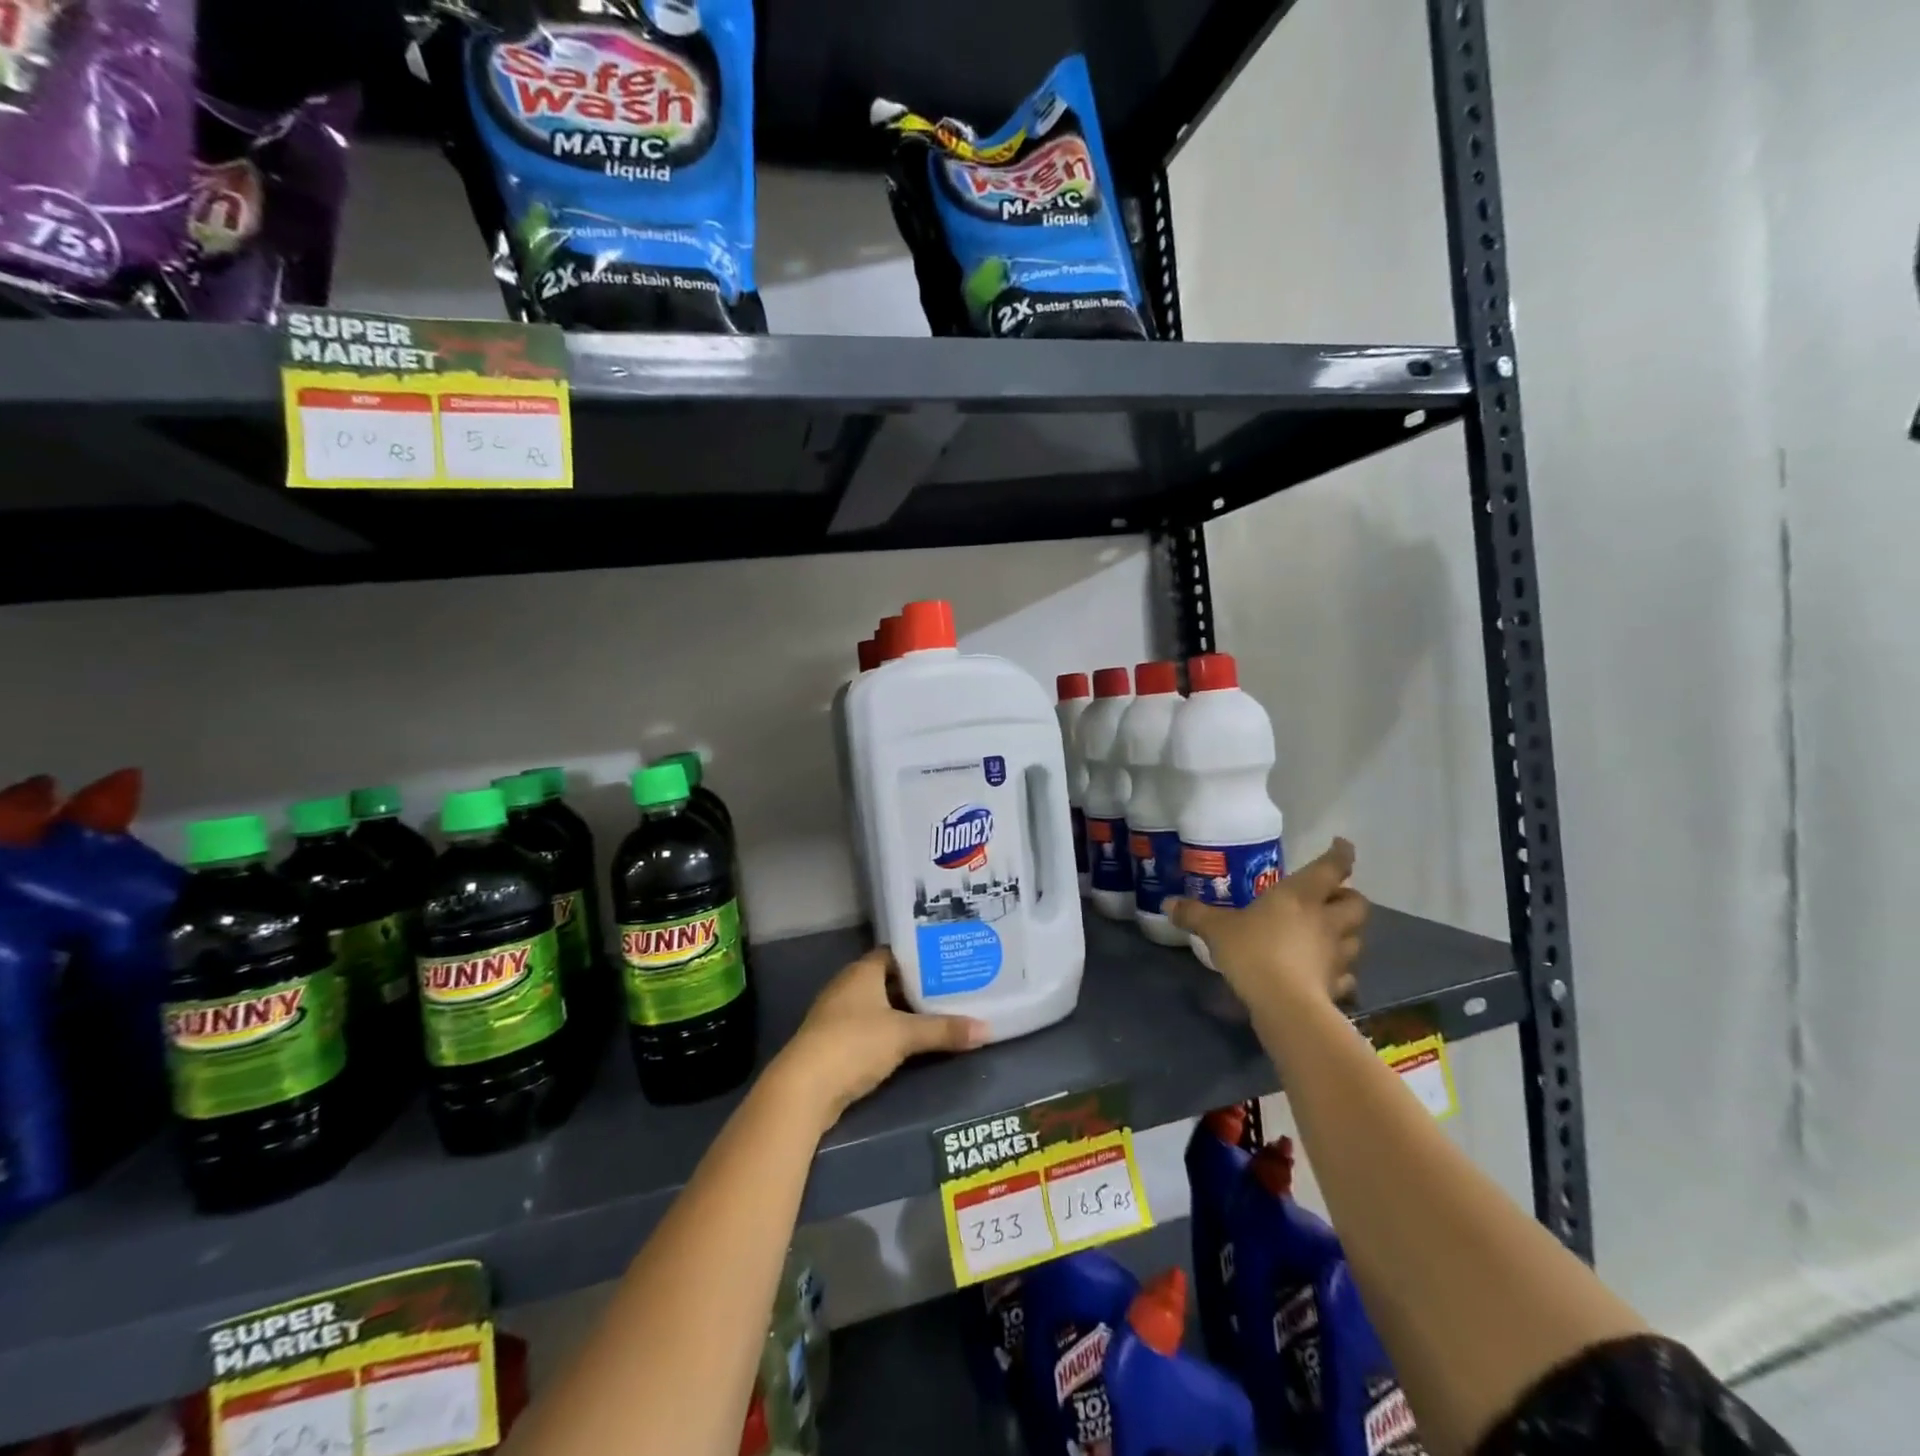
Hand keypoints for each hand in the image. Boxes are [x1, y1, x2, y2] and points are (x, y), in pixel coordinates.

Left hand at [777, 948, 988, 1126]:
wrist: (804, 1088)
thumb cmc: (854, 1044)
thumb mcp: (904, 1035)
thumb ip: (943, 1030)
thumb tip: (987, 1029)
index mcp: (862, 971)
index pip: (895, 953)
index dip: (921, 957)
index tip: (948, 961)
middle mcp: (848, 986)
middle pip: (889, 980)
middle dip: (917, 986)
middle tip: (953, 988)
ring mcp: (838, 1015)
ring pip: (879, 1006)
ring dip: (904, 1012)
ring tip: (941, 1013)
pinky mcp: (835, 1043)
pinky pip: (870, 1029)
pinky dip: (890, 1032)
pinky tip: (912, 1042)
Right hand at [1163, 838, 1367, 1016]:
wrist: (1284, 1004)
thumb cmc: (1253, 951)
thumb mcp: (1216, 929)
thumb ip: (1195, 914)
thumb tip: (1168, 902)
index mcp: (1300, 896)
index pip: (1331, 867)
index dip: (1341, 854)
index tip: (1342, 845)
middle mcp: (1325, 920)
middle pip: (1356, 903)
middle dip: (1348, 897)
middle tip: (1332, 898)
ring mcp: (1336, 954)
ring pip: (1357, 938)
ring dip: (1347, 933)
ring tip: (1330, 935)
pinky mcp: (1337, 985)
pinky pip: (1346, 975)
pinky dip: (1340, 973)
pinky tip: (1326, 975)